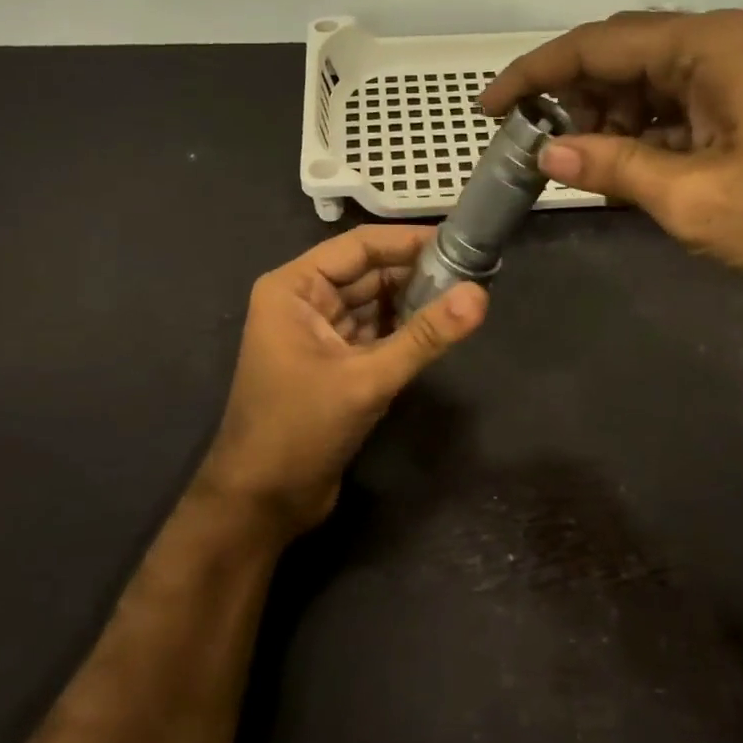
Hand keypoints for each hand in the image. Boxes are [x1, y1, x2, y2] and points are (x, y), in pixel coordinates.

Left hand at [197, 226, 486, 537]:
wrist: (262, 502)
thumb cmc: (299, 430)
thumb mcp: (366, 379)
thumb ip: (424, 336)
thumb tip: (480, 295)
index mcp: (294, 288)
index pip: (359, 247)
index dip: (408, 241)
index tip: (459, 239)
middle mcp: (304, 302)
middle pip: (368, 273)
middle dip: (416, 273)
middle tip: (474, 270)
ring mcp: (318, 334)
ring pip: (374, 304)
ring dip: (413, 302)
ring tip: (467, 295)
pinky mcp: (334, 363)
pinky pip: (374, 333)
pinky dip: (404, 331)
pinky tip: (440, 329)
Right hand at [482, 10, 742, 316]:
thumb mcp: (691, 198)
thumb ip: (612, 167)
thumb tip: (547, 153)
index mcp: (705, 46)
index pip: (596, 45)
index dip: (534, 75)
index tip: (490, 108)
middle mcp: (720, 45)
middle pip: (620, 57)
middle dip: (570, 99)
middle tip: (532, 145)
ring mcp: (739, 76)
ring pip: (646, 85)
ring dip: (605, 121)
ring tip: (576, 167)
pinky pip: (676, 110)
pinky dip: (641, 136)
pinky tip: (623, 170)